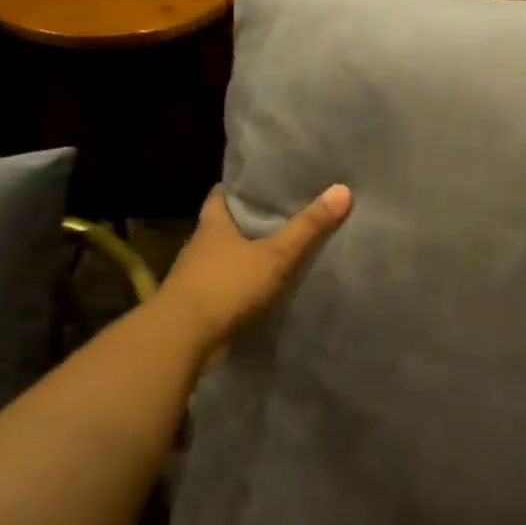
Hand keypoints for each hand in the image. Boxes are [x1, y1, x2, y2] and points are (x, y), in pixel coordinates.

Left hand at [157, 184, 351, 358]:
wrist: (182, 340)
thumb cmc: (226, 285)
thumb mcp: (275, 254)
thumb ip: (308, 227)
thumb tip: (343, 189)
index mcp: (213, 225)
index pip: (221, 196)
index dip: (239, 189)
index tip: (262, 184)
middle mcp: (200, 247)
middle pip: (224, 227)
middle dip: (248, 222)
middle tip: (282, 215)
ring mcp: (197, 278)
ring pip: (225, 259)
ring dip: (246, 256)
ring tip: (279, 251)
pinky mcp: (200, 306)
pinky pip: (227, 288)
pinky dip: (243, 286)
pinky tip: (265, 288)